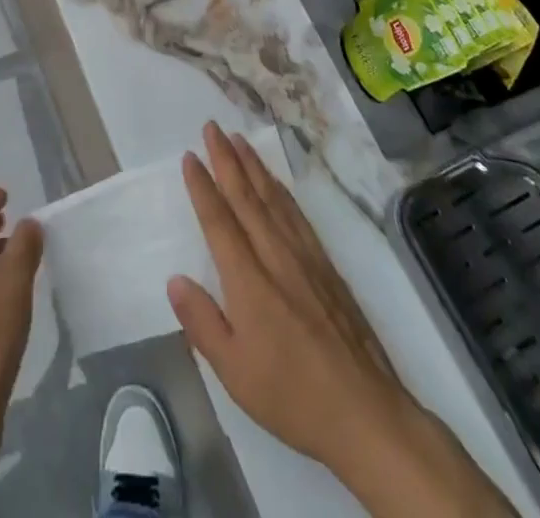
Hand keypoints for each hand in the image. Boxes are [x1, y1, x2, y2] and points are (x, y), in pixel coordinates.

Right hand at [168, 123, 514, 517]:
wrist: (365, 411)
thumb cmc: (291, 395)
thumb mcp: (234, 371)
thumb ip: (202, 322)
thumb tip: (175, 279)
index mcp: (248, 280)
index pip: (219, 221)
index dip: (202, 186)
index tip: (190, 156)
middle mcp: (275, 256)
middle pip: (246, 197)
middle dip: (226, 159)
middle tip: (212, 127)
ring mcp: (304, 257)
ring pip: (273, 198)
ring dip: (253, 165)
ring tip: (239, 140)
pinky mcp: (326, 266)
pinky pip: (297, 214)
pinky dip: (281, 190)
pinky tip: (276, 182)